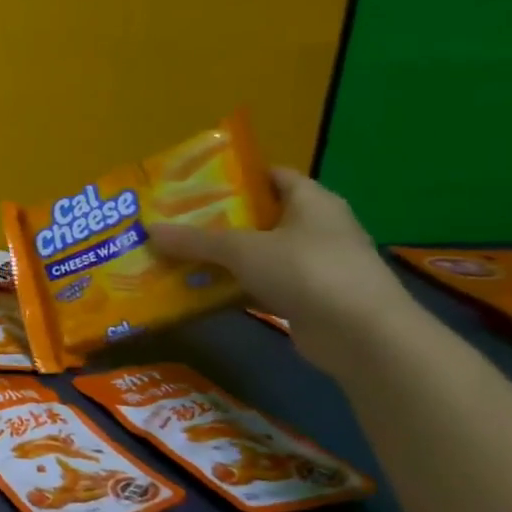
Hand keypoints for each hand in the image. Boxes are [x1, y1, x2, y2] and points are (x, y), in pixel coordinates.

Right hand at [148, 168, 418, 372]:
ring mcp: (315, 265)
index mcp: (311, 201)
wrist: (362, 335)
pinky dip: (234, 286)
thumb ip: (195, 239)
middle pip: (260, 216)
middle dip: (218, 220)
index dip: (236, 176)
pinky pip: (262, 284)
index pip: (272, 176)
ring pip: (258, 253)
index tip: (194, 184)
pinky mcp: (309, 298)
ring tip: (177, 255)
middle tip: (175, 221)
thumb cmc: (307, 271)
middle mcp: (317, 227)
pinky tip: (200, 290)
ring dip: (223, 257)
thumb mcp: (242, 250)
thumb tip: (149, 229)